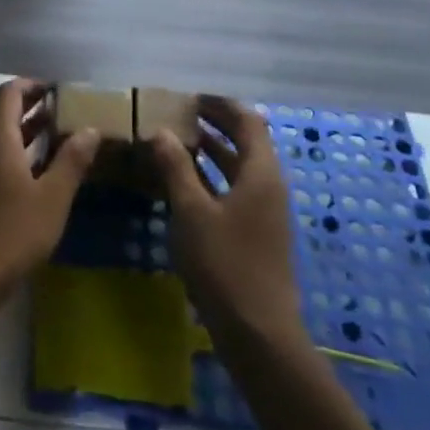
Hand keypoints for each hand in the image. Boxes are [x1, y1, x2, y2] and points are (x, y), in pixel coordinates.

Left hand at [0, 79, 99, 297]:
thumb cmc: (11, 232)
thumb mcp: (52, 197)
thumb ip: (72, 161)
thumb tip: (90, 129)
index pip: (8, 94)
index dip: (32, 84)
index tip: (60, 89)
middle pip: (6, 116)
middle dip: (36, 108)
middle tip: (70, 111)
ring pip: (6, 143)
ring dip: (33, 135)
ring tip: (67, 138)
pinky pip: (4, 165)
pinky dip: (26, 160)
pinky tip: (49, 178)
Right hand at [150, 95, 305, 344]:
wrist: (257, 332)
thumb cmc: (225, 264)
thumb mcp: (192, 212)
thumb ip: (176, 168)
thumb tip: (160, 131)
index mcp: (261, 174)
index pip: (248, 121)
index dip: (220, 105)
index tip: (189, 97)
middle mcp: (268, 186)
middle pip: (245, 142)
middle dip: (214, 125)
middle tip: (177, 114)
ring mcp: (264, 212)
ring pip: (238, 168)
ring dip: (210, 151)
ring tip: (174, 141)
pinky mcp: (255, 233)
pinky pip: (233, 190)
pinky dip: (210, 178)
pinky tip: (182, 183)